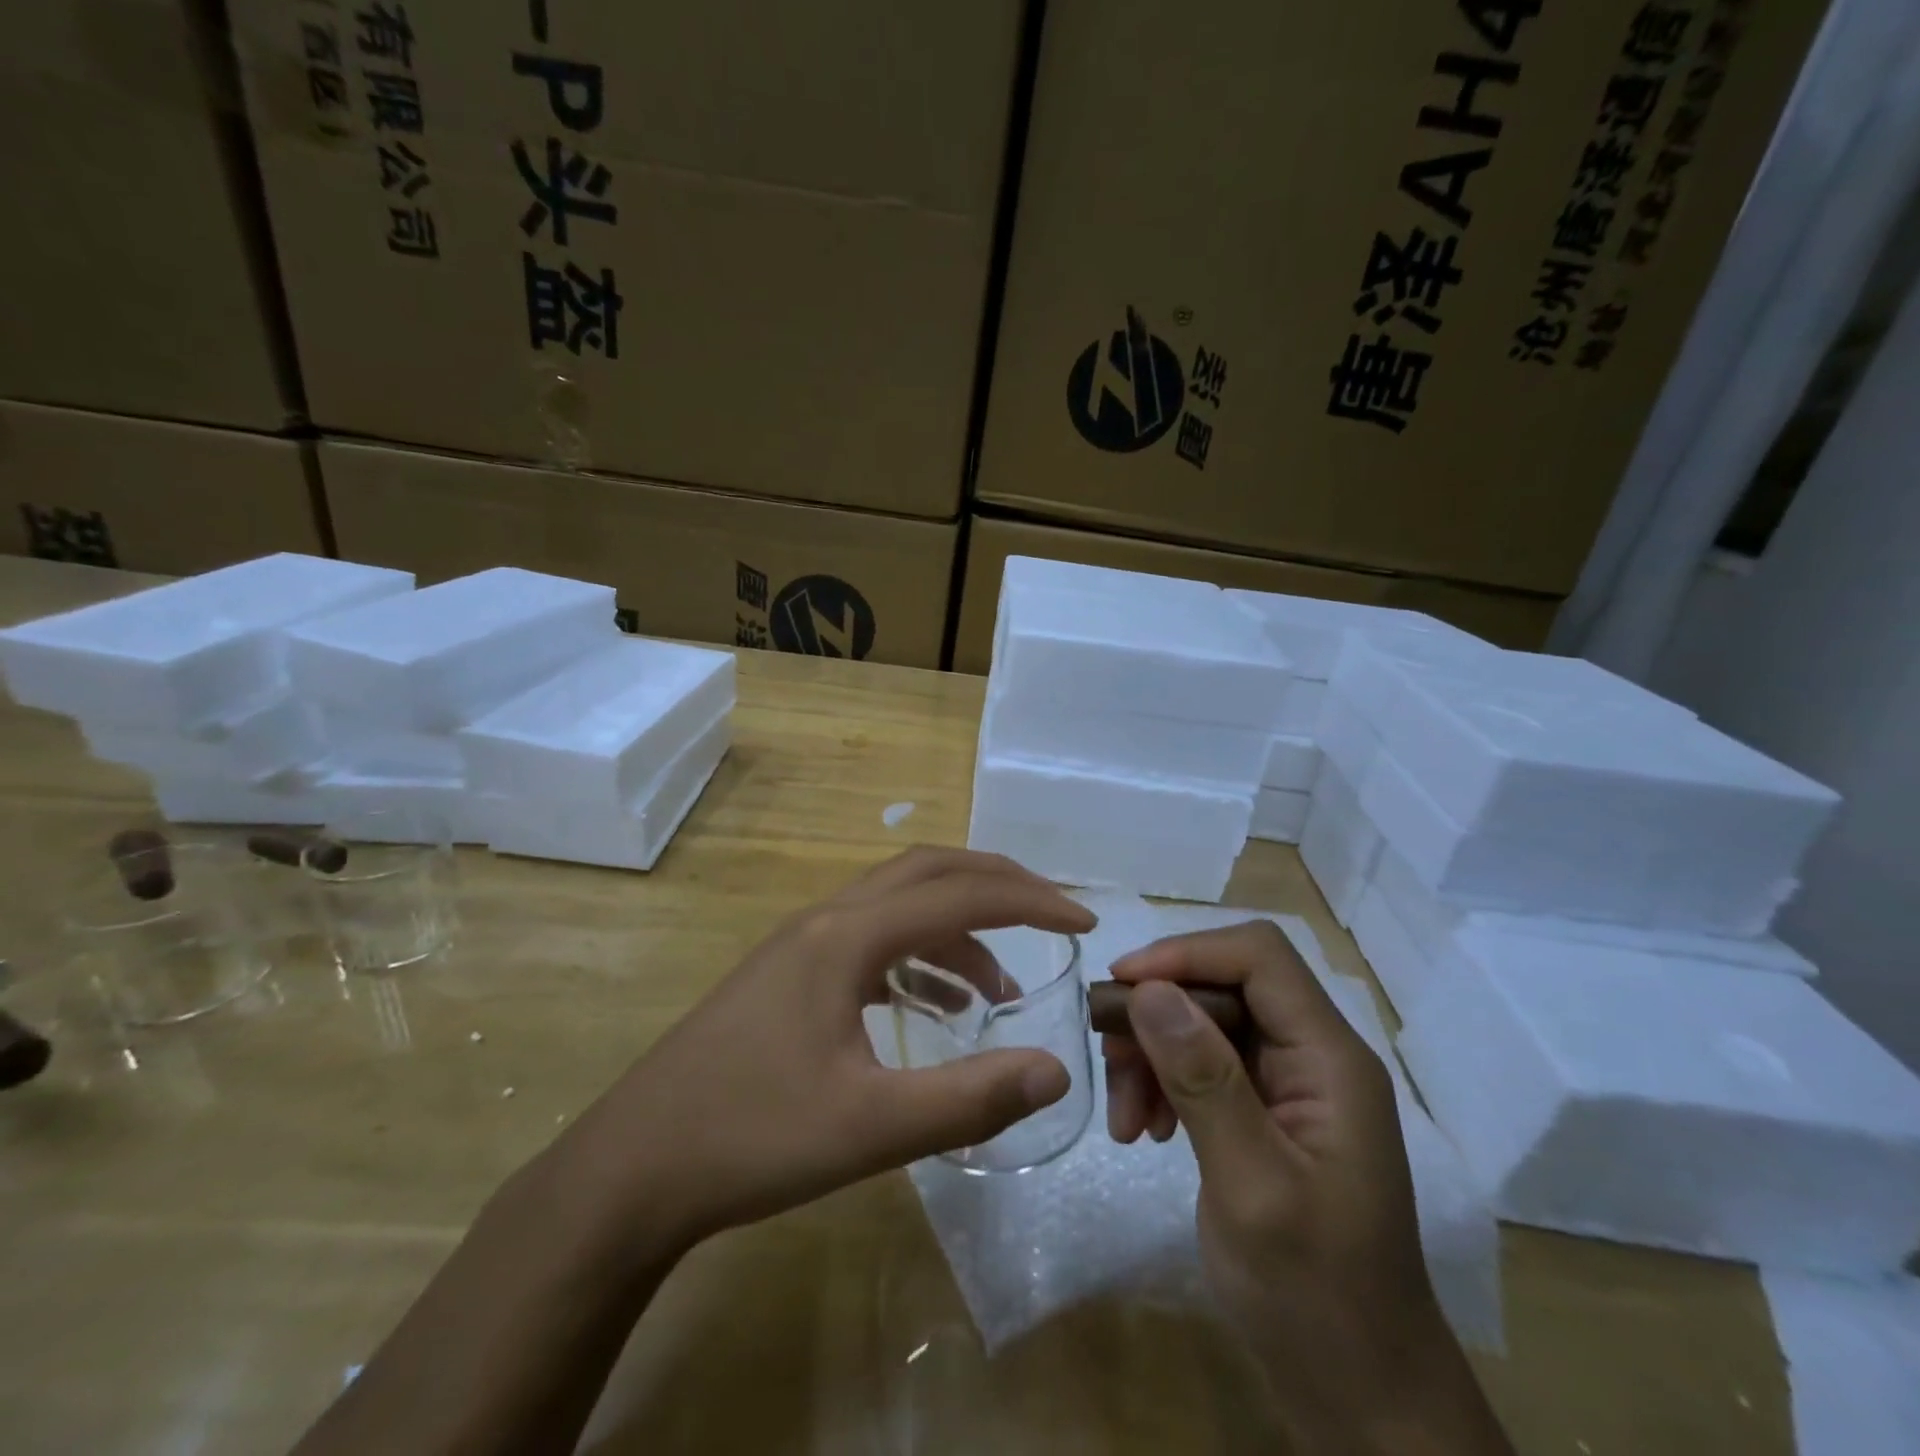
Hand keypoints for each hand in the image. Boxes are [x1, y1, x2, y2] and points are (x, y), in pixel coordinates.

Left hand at [560, 847, 1095, 1250]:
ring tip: (1000, 988)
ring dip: (956, 930)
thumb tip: (1057, 1070)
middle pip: (927, 871)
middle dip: (996, 885)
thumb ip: (970, 1099)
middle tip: (1051, 916)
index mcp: (846, 936)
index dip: (1029, 901)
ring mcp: (801, 944)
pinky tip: (933, 1007)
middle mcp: (825, 921)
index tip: (1083, 921)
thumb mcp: (870, 1128)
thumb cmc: (751, 1139)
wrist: (634, 1168)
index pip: (958, 893)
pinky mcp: (788, 975)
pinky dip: (916, 958)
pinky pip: (871, 941)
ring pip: (897, 905)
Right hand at [1103, 923, 1511, 1454]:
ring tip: (1124, 1116)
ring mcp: (1288, 1085)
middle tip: (1108, 1057)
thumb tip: (1148, 990)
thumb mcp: (1252, 1188)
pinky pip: (1200, 1066)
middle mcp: (1312, 1056)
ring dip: (1153, 1054)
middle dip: (1158, 1014)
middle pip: (1223, 986)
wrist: (1361, 1399)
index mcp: (1330, 1059)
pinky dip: (1162, 1084)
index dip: (1186, 953)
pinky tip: (1141, 1129)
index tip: (1122, 986)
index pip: (1258, 957)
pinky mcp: (1263, 1112)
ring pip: (1203, 1023)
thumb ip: (1203, 1081)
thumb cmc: (1315, 1298)